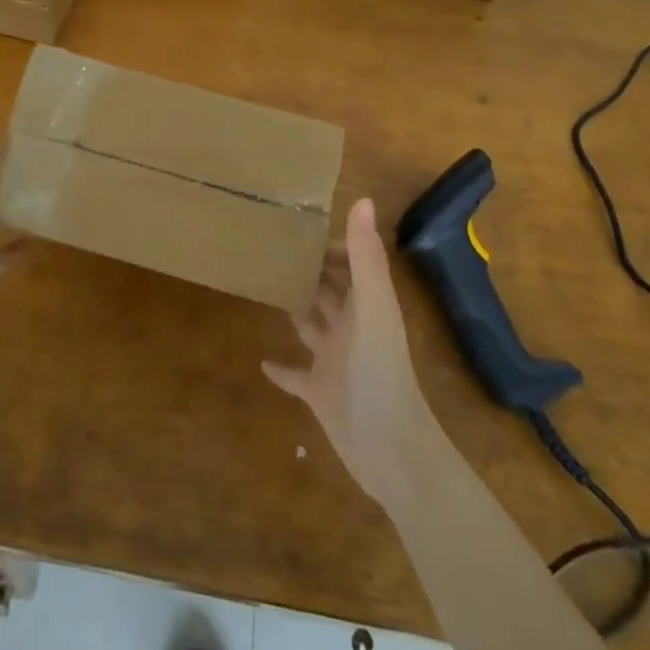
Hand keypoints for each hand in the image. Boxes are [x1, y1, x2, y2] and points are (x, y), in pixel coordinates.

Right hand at [263, 199, 434, 510]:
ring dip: (296, 309)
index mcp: (367, 306)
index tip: (302, 225)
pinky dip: (281, 368)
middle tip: (274, 247)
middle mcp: (351, 328)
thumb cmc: (380, 371)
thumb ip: (365, 257)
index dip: (334, 245)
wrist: (389, 449)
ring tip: (265, 285)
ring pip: (312, 326)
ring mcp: (335, 361)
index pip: (352, 264)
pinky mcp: (319, 393)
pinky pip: (296, 375)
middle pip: (331, 291)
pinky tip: (261, 360)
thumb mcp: (373, 307)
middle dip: (311, 270)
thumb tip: (362, 199)